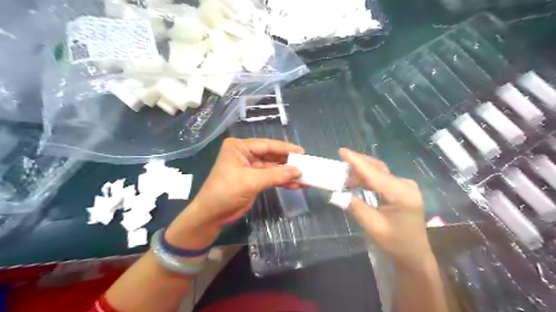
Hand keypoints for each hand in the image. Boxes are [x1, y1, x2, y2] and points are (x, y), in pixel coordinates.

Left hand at [165, 138, 303, 248]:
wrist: (212, 215)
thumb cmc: (226, 192)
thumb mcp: (251, 181)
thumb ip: (275, 175)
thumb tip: (298, 171)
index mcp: (240, 147)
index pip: (267, 145)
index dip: (285, 148)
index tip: (302, 152)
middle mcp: (245, 154)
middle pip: (271, 156)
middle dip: (288, 162)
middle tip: (306, 165)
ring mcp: (250, 167)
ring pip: (273, 168)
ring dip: (288, 174)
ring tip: (305, 177)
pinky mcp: (254, 180)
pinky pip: (271, 178)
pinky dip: (283, 181)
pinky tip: (296, 185)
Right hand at [341, 148, 430, 267]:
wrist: (414, 255)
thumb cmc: (395, 243)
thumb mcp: (373, 226)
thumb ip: (355, 207)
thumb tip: (336, 194)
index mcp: (401, 194)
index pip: (374, 174)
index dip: (356, 162)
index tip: (342, 151)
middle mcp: (405, 185)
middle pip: (378, 169)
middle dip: (357, 165)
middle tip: (339, 164)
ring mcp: (405, 186)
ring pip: (379, 172)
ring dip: (361, 172)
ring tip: (344, 176)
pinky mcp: (402, 190)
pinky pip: (382, 179)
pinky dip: (368, 178)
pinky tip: (356, 181)